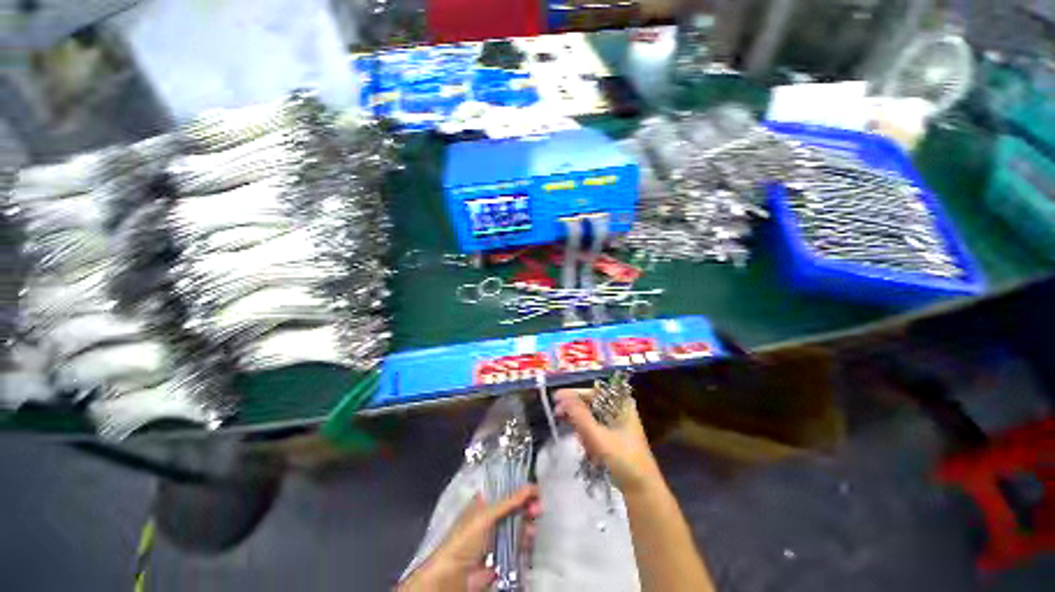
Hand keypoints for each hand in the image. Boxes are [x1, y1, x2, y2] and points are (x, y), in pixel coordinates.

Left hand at [399, 486, 540, 591]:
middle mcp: (491, 517)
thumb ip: (509, 501)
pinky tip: (530, 539)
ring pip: (518, 525)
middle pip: (514, 507)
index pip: (505, 490)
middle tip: (538, 508)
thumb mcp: (486, 515)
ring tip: (533, 526)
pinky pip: (518, 545)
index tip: (534, 490)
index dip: (520, 489)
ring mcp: (497, 536)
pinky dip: (526, 541)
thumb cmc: (466, 539)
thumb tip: (531, 486)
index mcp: (483, 502)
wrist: (455, 577)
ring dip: (528, 524)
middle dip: (527, 506)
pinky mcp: (502, 554)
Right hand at [554, 388, 663, 494]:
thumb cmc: (624, 460)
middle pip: (591, 403)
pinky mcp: (613, 439)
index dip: (574, 393)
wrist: (642, 492)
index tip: (556, 397)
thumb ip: (579, 415)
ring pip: (591, 417)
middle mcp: (619, 410)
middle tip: (557, 414)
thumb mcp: (598, 436)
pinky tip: (585, 447)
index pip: (593, 391)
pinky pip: (594, 430)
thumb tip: (562, 397)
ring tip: (575, 437)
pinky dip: (587, 435)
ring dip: (580, 424)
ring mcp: (616, 425)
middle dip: (575, 410)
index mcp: (621, 404)